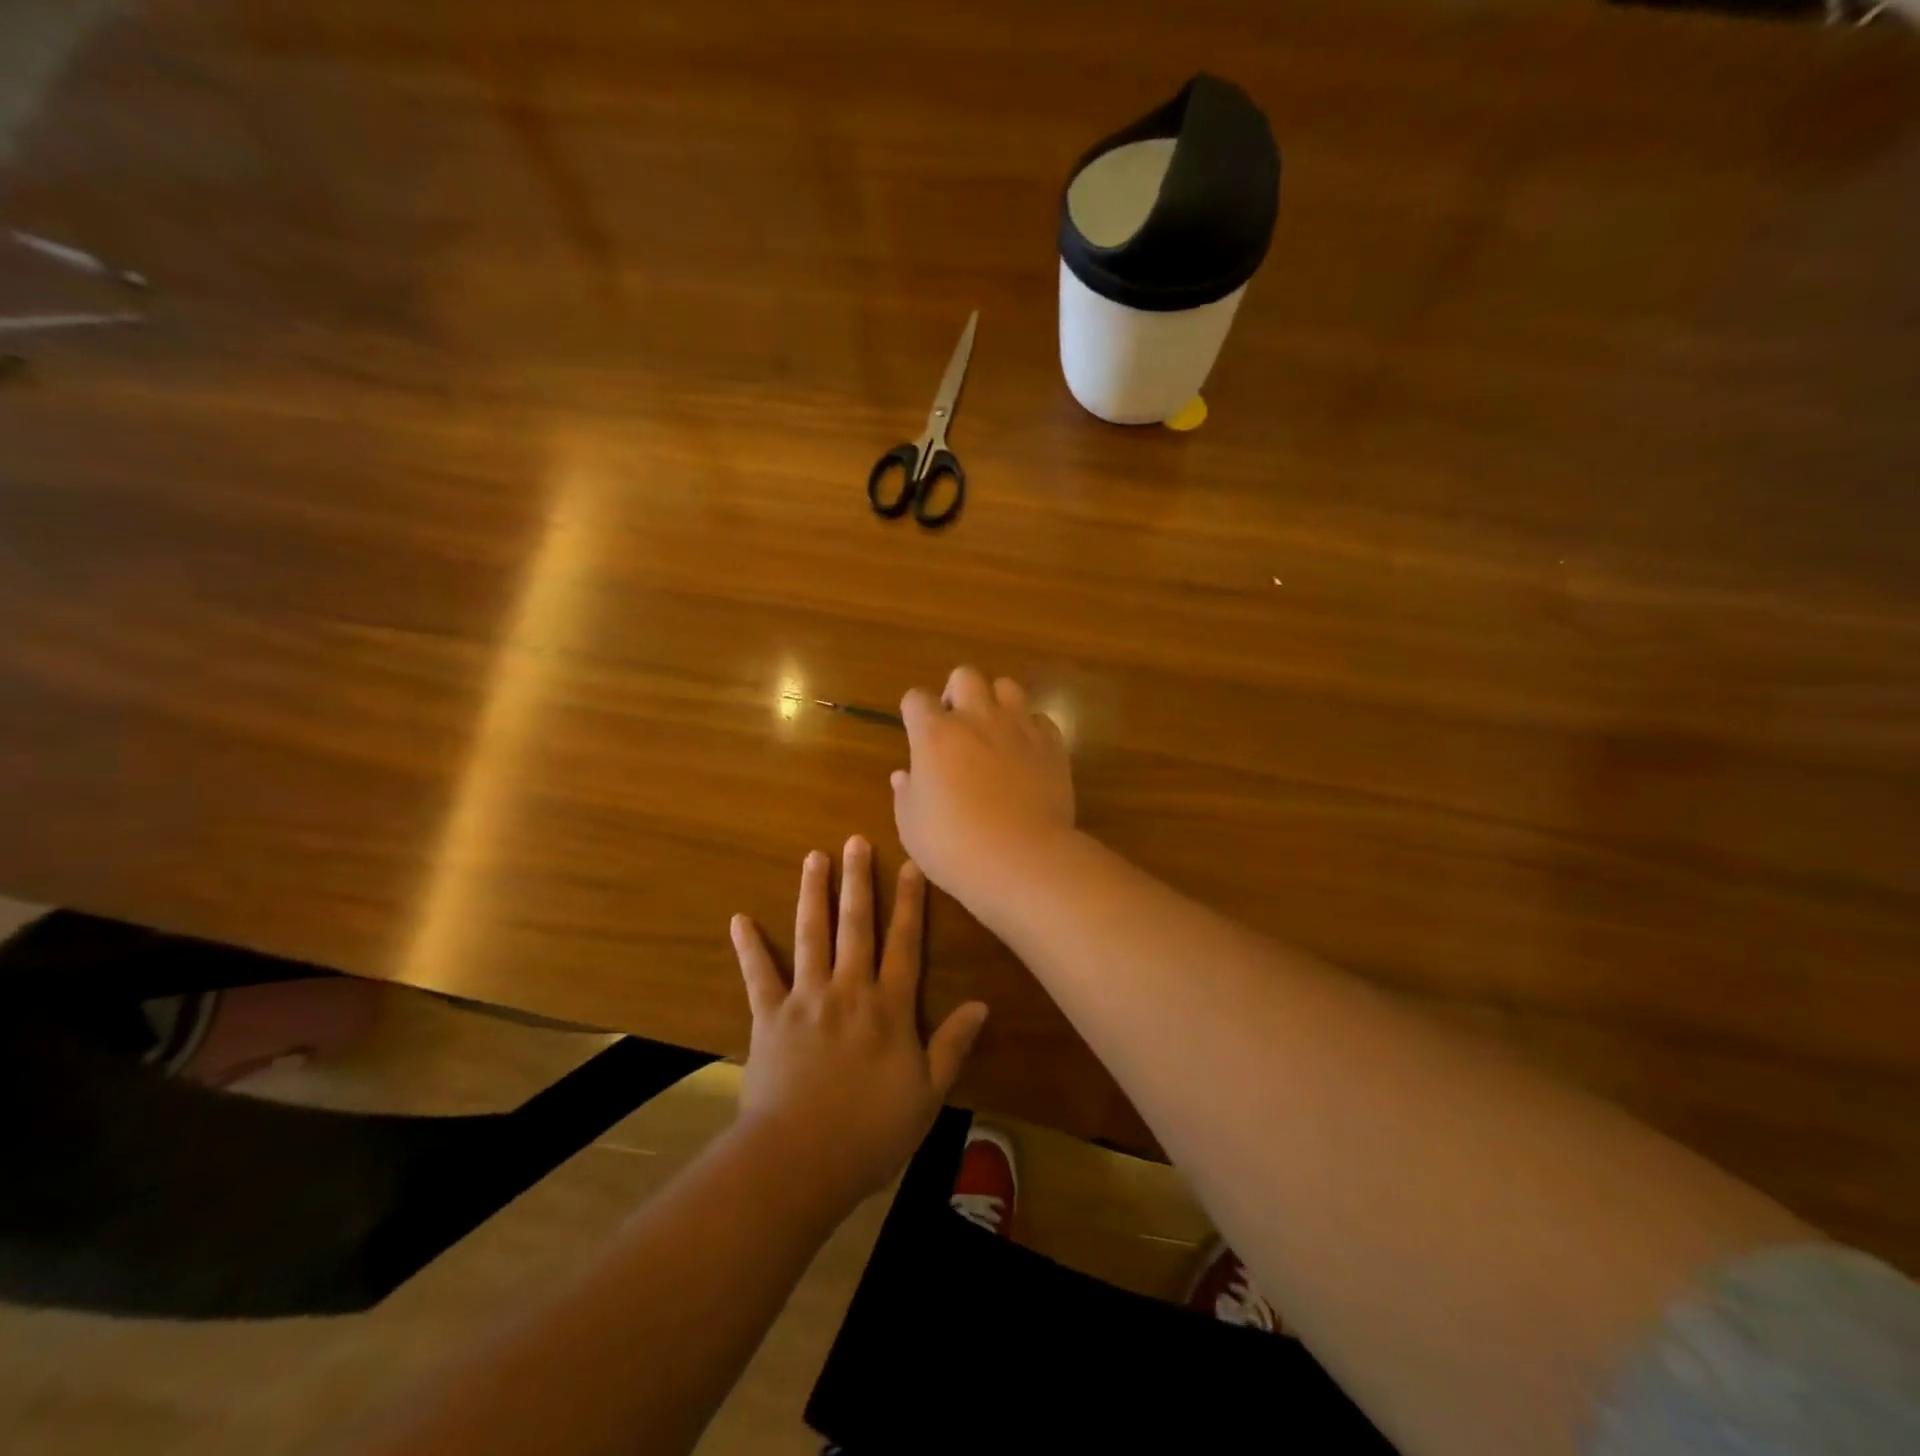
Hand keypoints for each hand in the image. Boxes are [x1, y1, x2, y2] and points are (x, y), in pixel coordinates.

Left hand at [731, 836, 987, 1210]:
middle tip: (856, 841)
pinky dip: (749, 947)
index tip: (912, 866)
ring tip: (814, 857)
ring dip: (813, 894)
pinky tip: (739, 919)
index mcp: (889, 1008)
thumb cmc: (870, 1133)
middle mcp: (849, 990)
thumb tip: (981, 1005)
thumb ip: (952, 1046)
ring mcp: (805, 999)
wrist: (798, 1161)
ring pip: (811, 936)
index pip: (905, 945)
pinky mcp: (769, 1017)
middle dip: (858, 881)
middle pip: (856, 926)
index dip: (910, 904)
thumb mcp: (927, 1096)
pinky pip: (758, 975)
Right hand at [891, 666, 1075, 909]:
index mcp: (935, 735)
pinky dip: (1030, 729)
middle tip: (956, 726)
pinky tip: (1026, 754)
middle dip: (957, 692)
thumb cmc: (955, 847)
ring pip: (1007, 686)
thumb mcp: (912, 827)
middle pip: (965, 675)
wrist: (1022, 860)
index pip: (916, 698)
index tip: (916, 731)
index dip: (913, 711)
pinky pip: (1040, 719)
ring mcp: (1019, 727)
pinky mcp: (1052, 744)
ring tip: (994, 732)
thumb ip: (906, 794)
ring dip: (996, 702)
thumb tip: (904, 775)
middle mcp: (977, 719)